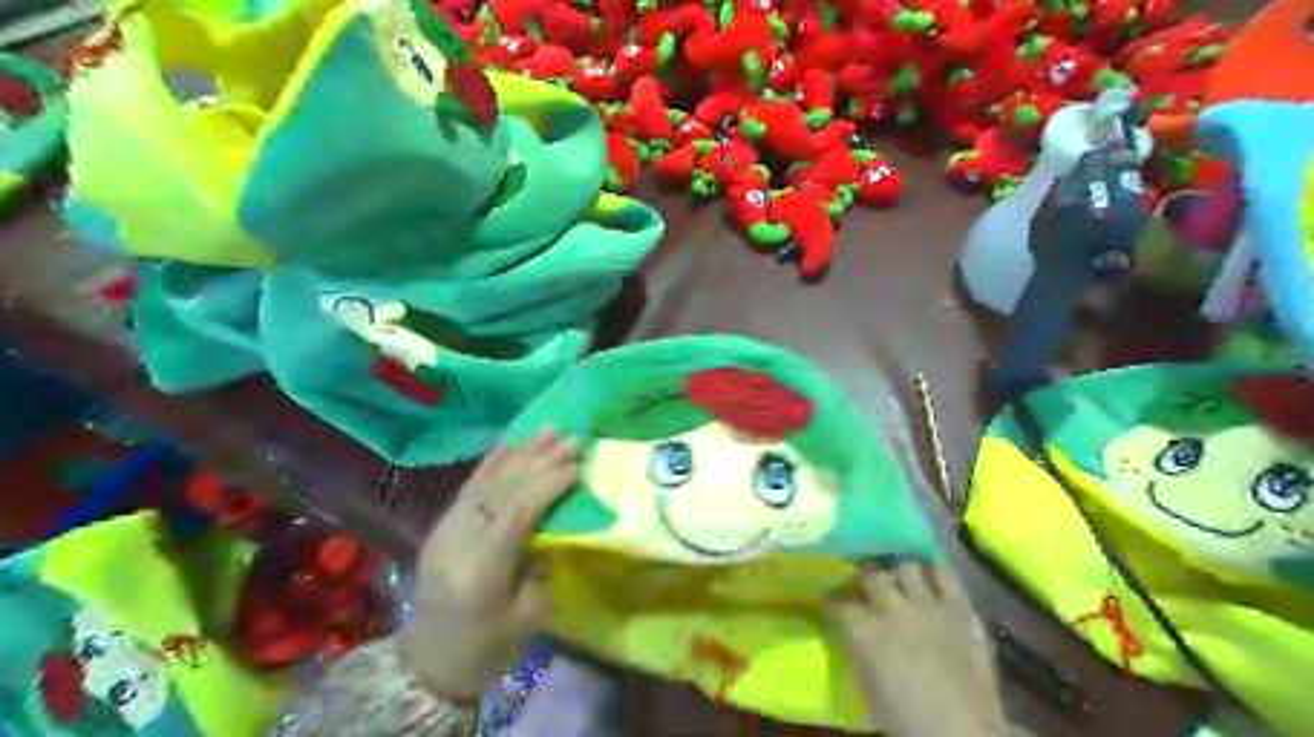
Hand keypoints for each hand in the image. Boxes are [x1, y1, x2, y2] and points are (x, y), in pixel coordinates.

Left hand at [397, 429, 576, 699]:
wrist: (428, 665)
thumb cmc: (487, 648)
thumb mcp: (529, 616)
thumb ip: (542, 565)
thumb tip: (554, 527)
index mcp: (484, 569)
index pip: (519, 511)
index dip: (550, 484)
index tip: (579, 466)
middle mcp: (461, 540)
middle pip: (505, 490)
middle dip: (541, 461)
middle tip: (573, 440)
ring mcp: (447, 529)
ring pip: (488, 481)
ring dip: (521, 453)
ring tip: (549, 430)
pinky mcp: (442, 526)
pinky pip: (469, 487)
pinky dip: (492, 463)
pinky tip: (510, 443)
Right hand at [825, 563, 1006, 736]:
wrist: (962, 731)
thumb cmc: (906, 719)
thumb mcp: (867, 688)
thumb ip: (859, 653)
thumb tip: (855, 637)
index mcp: (864, 631)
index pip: (839, 603)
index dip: (834, 602)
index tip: (832, 603)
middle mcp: (891, 608)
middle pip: (870, 579)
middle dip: (863, 581)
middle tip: (864, 588)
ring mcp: (927, 605)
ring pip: (906, 568)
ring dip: (900, 574)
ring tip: (900, 580)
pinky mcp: (959, 608)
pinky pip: (946, 576)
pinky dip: (937, 573)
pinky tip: (933, 576)